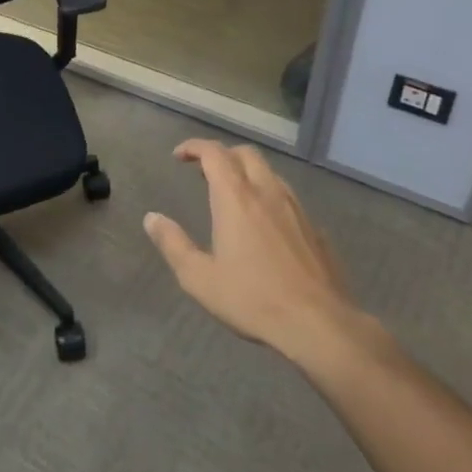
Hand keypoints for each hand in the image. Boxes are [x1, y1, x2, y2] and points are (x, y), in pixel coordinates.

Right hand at [145, 139, 365, 363]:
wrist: (318, 324)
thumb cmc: (252, 298)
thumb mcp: (199, 278)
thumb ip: (173, 244)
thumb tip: (152, 218)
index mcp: (236, 199)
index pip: (214, 153)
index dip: (194, 147)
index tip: (179, 156)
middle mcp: (268, 193)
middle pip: (246, 154)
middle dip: (223, 155)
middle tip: (205, 172)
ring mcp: (297, 210)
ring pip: (271, 174)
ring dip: (249, 173)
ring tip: (235, 194)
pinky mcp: (316, 230)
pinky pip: (289, 200)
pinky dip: (270, 198)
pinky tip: (267, 224)